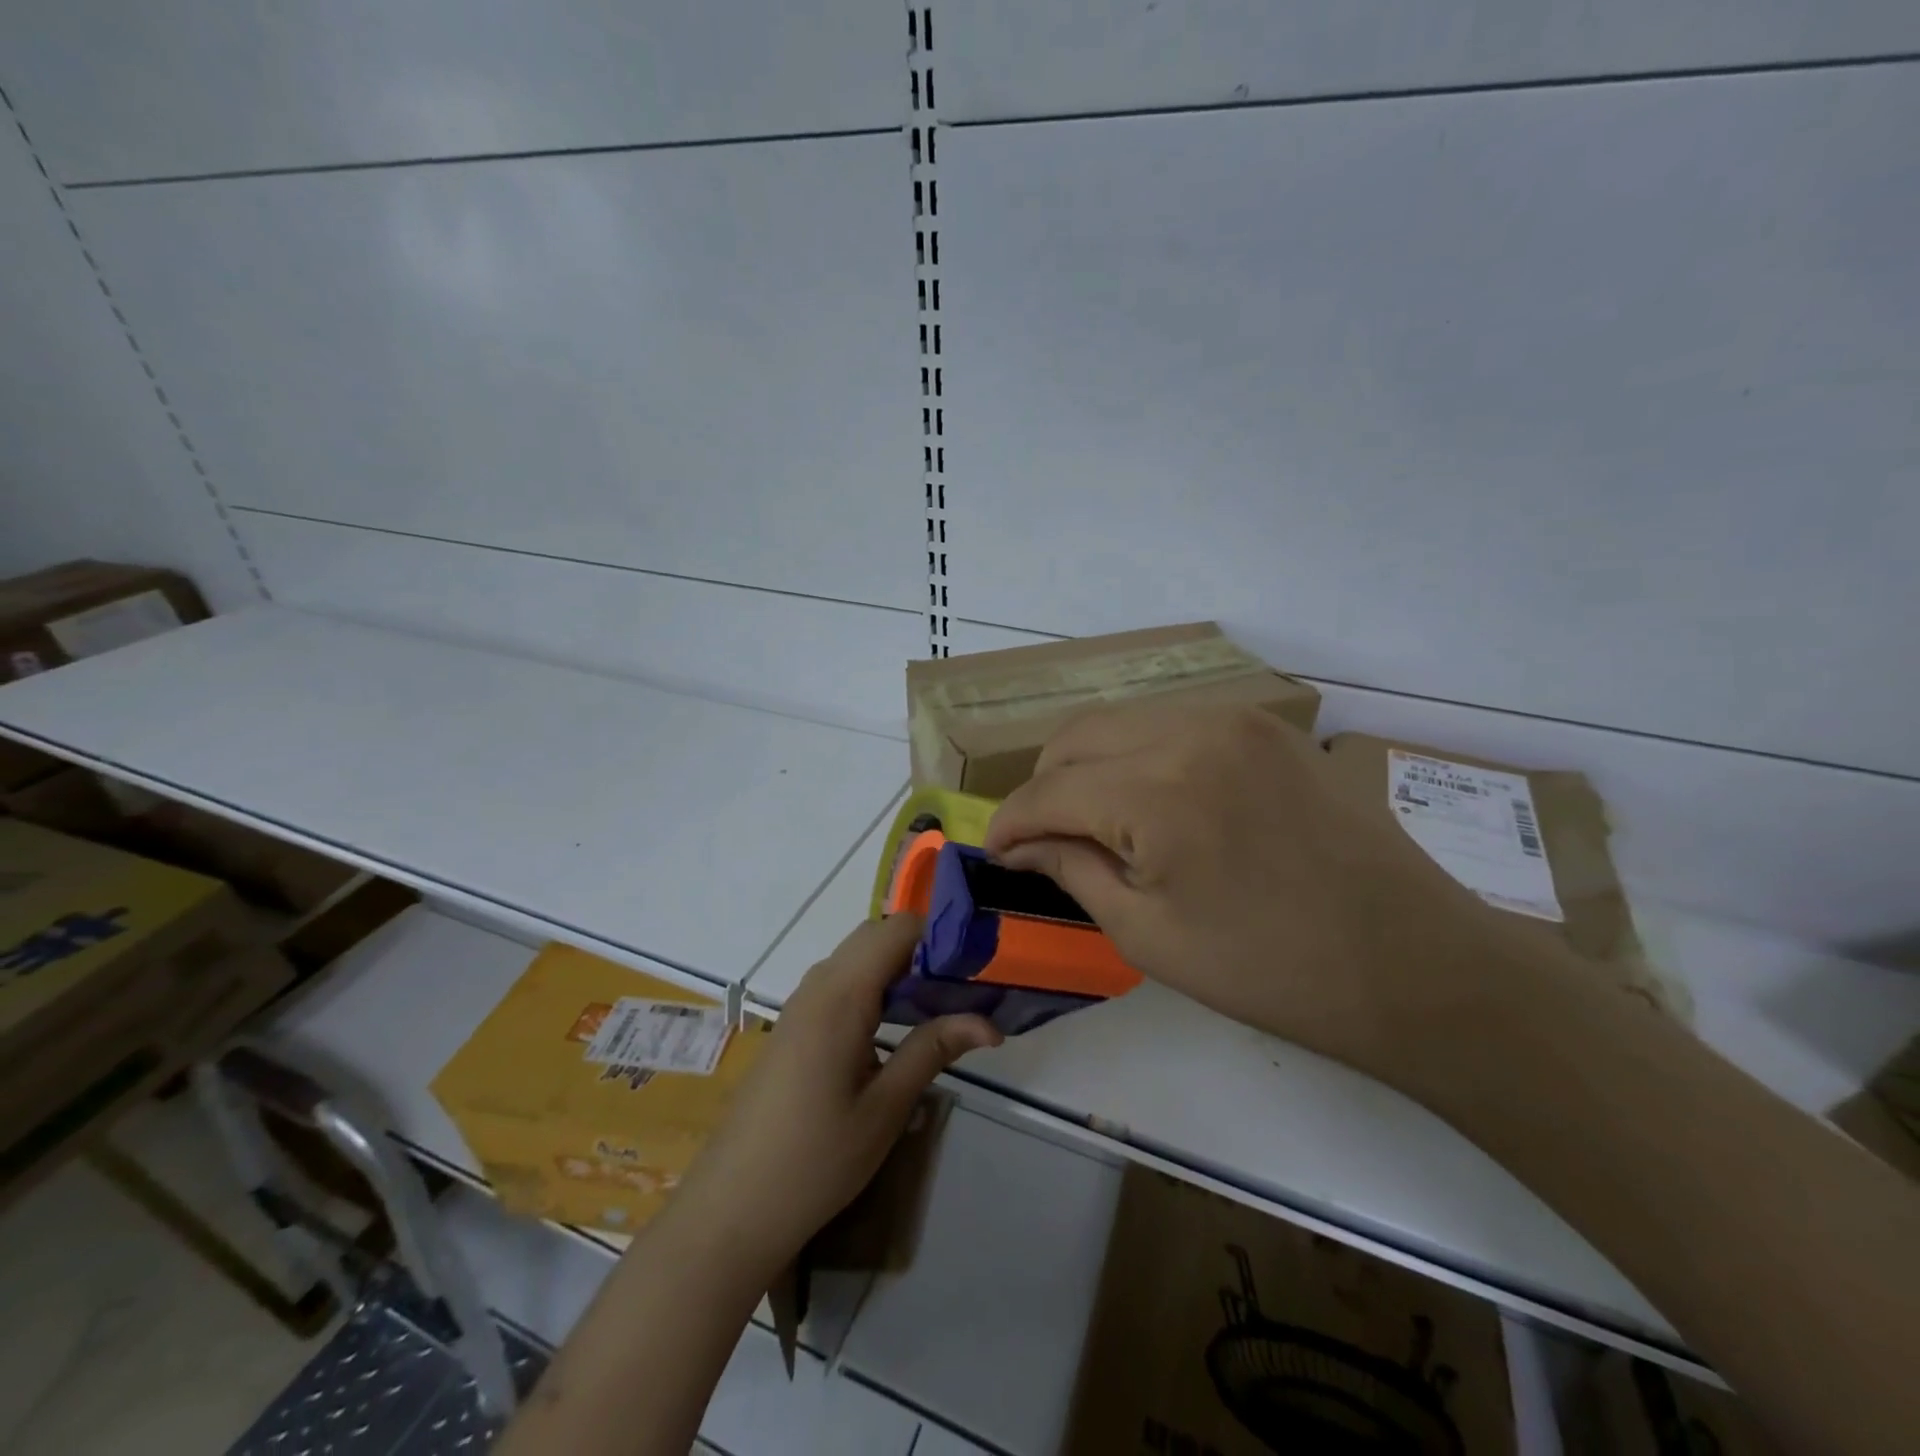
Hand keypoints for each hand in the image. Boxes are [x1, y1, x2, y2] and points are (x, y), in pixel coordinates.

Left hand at [671, 914, 1001, 1271]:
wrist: (732, 1208)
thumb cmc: (816, 1160)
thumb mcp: (885, 1107)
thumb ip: (933, 1050)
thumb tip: (989, 1023)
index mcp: (842, 996)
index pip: (897, 930)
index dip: (940, 934)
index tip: (977, 962)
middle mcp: (817, 986)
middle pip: (876, 936)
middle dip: (923, 949)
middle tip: (963, 986)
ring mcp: (800, 1005)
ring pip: (856, 958)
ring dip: (898, 968)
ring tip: (940, 1005)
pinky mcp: (792, 1026)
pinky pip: (839, 983)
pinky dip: (874, 987)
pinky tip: (895, 1027)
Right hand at [983, 703, 1533, 1087]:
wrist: (1416, 966)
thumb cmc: (1273, 970)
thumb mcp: (1149, 935)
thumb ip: (1073, 871)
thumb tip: (1023, 846)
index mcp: (1158, 789)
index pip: (1049, 790)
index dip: (1009, 823)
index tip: (996, 855)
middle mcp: (1191, 729)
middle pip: (1077, 736)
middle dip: (1044, 786)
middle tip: (1041, 840)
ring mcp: (1237, 719)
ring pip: (1123, 722)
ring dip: (1090, 767)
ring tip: (1094, 822)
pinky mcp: (1269, 727)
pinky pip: (1174, 725)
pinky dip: (1141, 756)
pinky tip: (1154, 803)